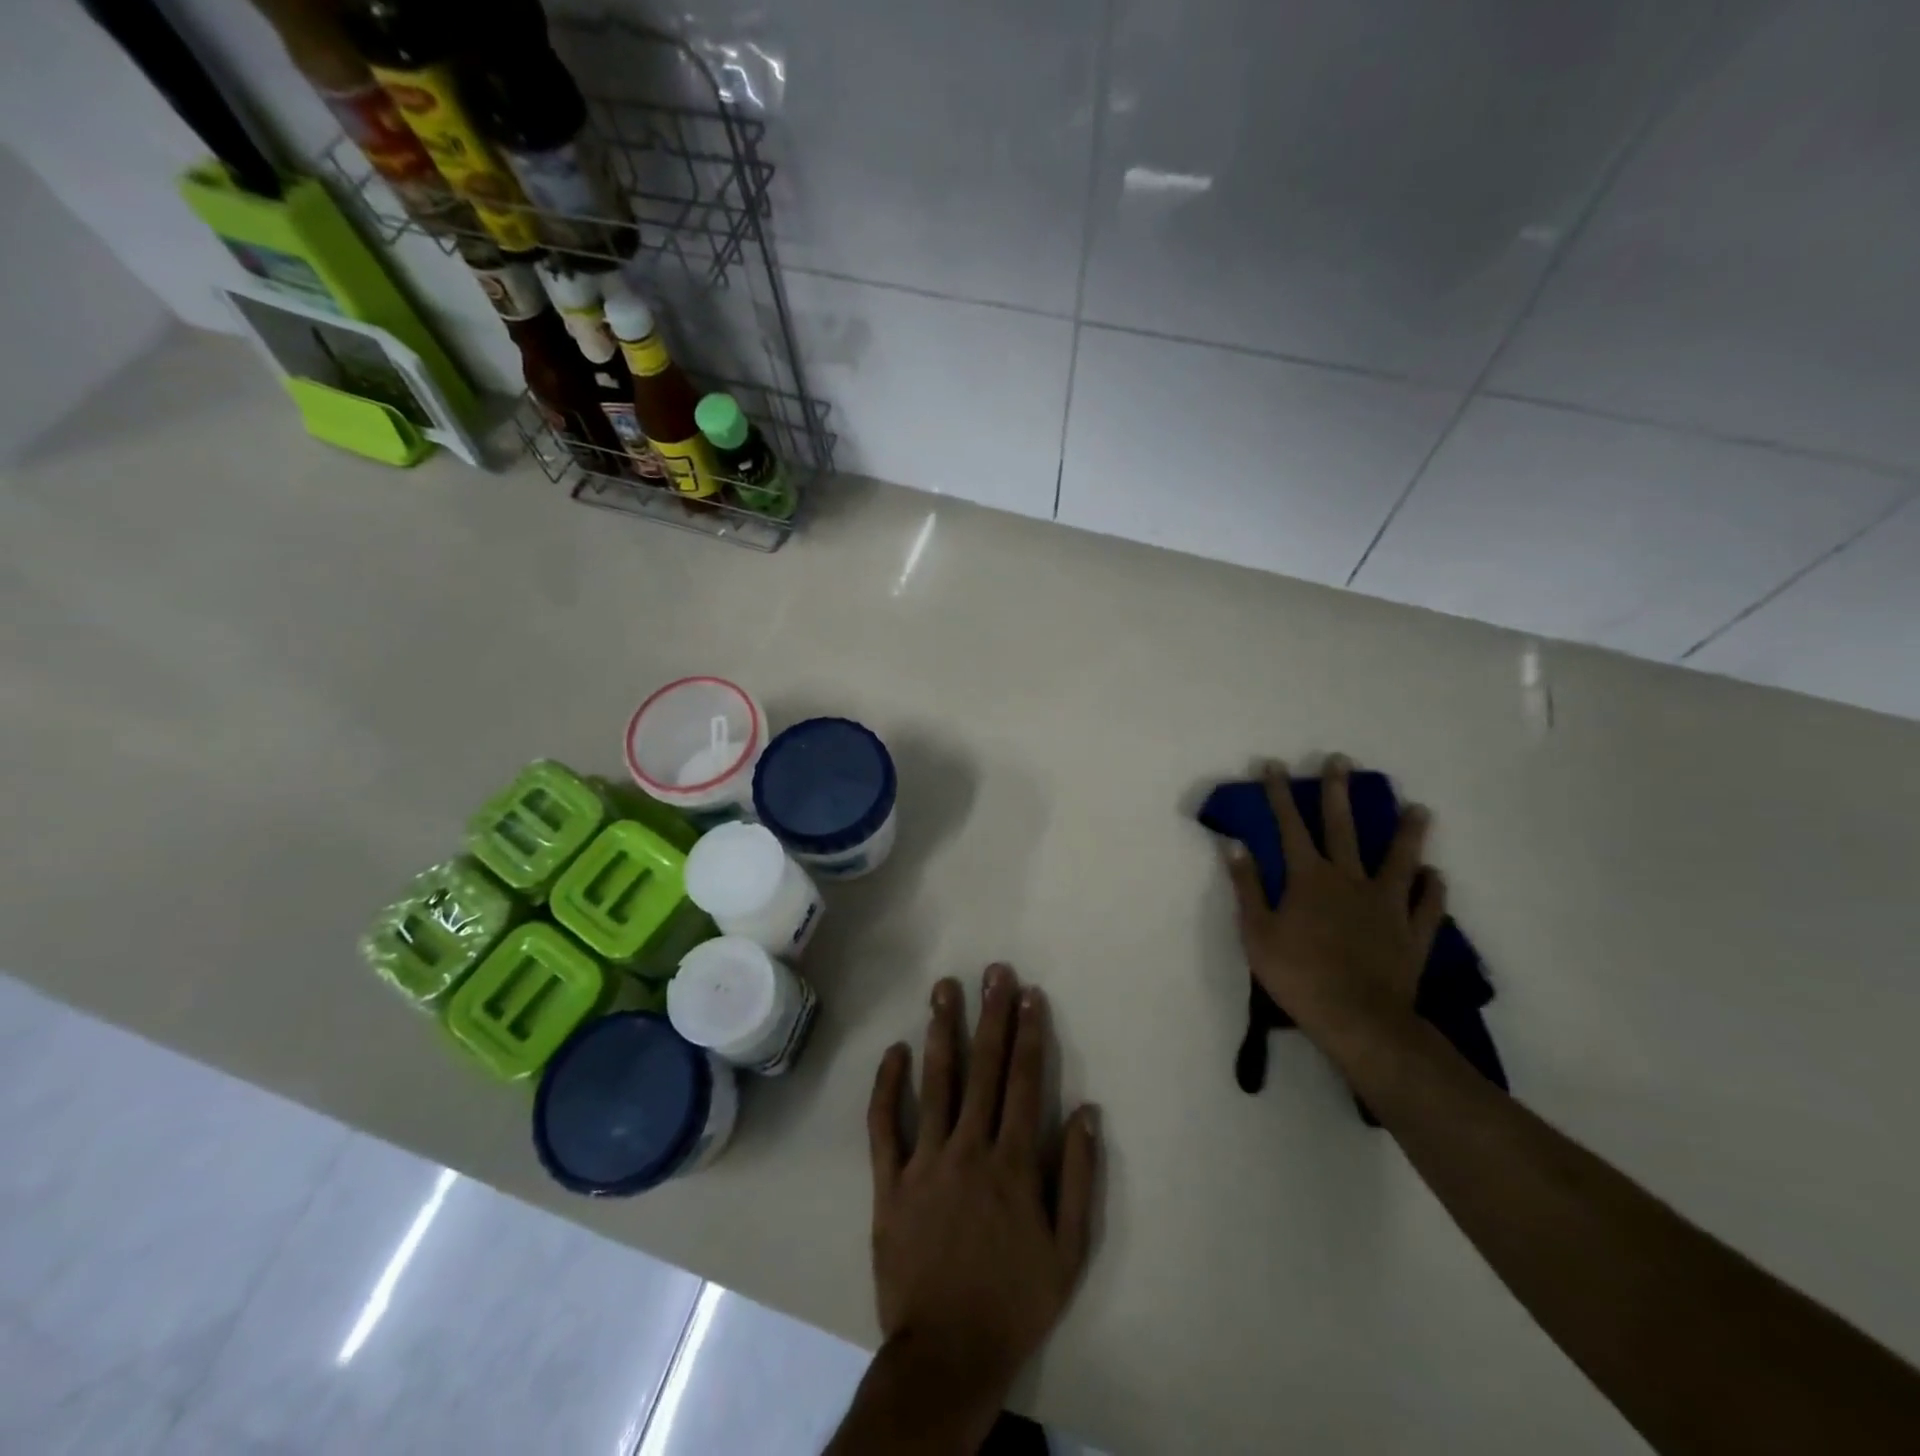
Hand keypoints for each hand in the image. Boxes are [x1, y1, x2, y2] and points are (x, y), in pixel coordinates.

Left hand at [863, 964, 1099, 1427]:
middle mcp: (970, 1149)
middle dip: (991, 1016)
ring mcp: (925, 1161)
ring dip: (942, 1031)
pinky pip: (884, 1125)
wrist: (948, 1352)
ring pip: (935, 1082)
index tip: (1029, 994)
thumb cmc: (1015, 1299)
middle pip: (984, 1069)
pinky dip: (888, 1086)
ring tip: (944, 988)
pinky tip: (895, 1050)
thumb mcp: (1068, 1251)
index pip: (1025, 1082)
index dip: (1029, 1034)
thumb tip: (1087, 1112)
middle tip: (993, 971)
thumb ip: (1079, 1178)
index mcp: (1014, 1163)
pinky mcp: (889, 1181)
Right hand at [1221, 756, 1446, 1055]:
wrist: (1357, 1019)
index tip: (1274, 766)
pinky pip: (1428, 905)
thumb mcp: (1256, 931)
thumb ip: (1247, 886)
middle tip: (1341, 761)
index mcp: (1309, 879)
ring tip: (1419, 809)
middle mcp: (1350, 881)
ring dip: (1408, 832)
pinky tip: (1436, 875)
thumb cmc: (1297, 974)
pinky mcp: (1413, 933)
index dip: (1279, 795)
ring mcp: (1387, 905)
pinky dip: (1433, 889)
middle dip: (1338, 792)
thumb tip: (1234, 845)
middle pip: (1343, 828)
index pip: (1289, 827)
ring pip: (1400, 860)